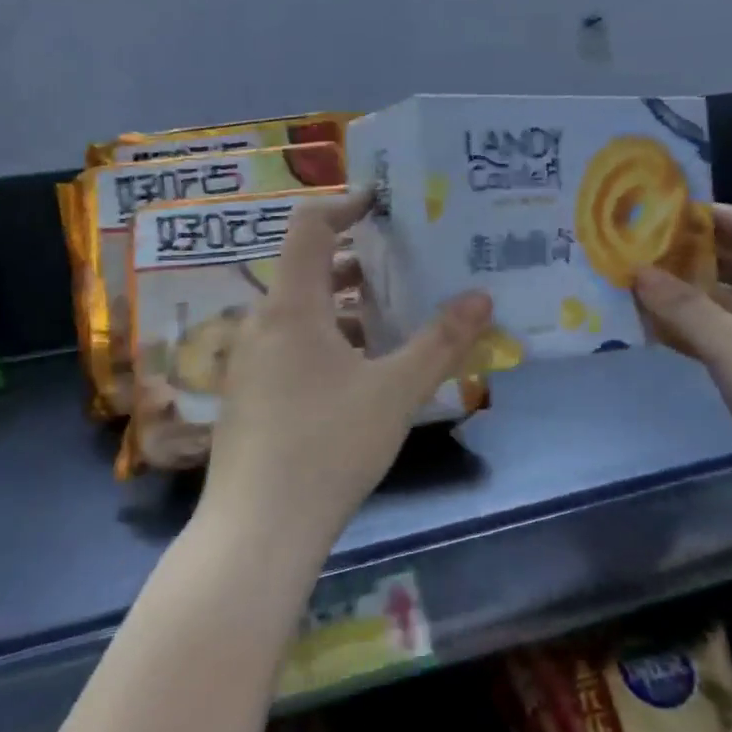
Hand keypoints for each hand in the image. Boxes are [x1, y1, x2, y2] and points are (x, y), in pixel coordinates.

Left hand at [202, 189, 491, 551]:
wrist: (258, 528)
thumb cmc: (328, 447)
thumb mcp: (395, 392)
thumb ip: (440, 342)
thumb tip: (482, 298)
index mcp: (291, 307)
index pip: (309, 227)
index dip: (346, 205)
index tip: (384, 203)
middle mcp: (261, 323)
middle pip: (307, 269)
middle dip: (357, 260)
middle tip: (406, 262)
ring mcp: (249, 361)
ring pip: (300, 312)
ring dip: (343, 305)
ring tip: (393, 315)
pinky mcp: (248, 394)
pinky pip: (289, 345)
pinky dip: (325, 338)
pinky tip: (359, 370)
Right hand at [632, 203, 731, 494]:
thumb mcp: (731, 346)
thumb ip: (680, 305)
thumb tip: (635, 270)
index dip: (712, 216)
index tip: (663, 214)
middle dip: (697, 256)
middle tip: (644, 252)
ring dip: (698, 295)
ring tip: (646, 289)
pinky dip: (709, 328)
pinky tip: (668, 332)